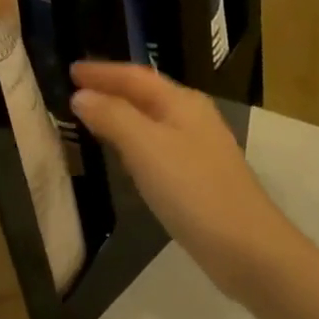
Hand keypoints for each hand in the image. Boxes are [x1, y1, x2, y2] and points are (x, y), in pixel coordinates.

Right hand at [70, 62, 301, 297]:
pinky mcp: (201, 177)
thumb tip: (82, 95)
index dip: (102, 72)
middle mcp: (193, 117)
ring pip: (153, 119)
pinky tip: (127, 156)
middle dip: (112, 88)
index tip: (70, 70)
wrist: (248, 248)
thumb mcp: (146, 148)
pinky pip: (159, 144)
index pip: (134, 76)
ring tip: (94, 115)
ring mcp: (200, 147)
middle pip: (146, 93)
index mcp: (181, 102)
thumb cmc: (193, 191)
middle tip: (77, 89)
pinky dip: (135, 140)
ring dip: (123, 113)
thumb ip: (113, 117)